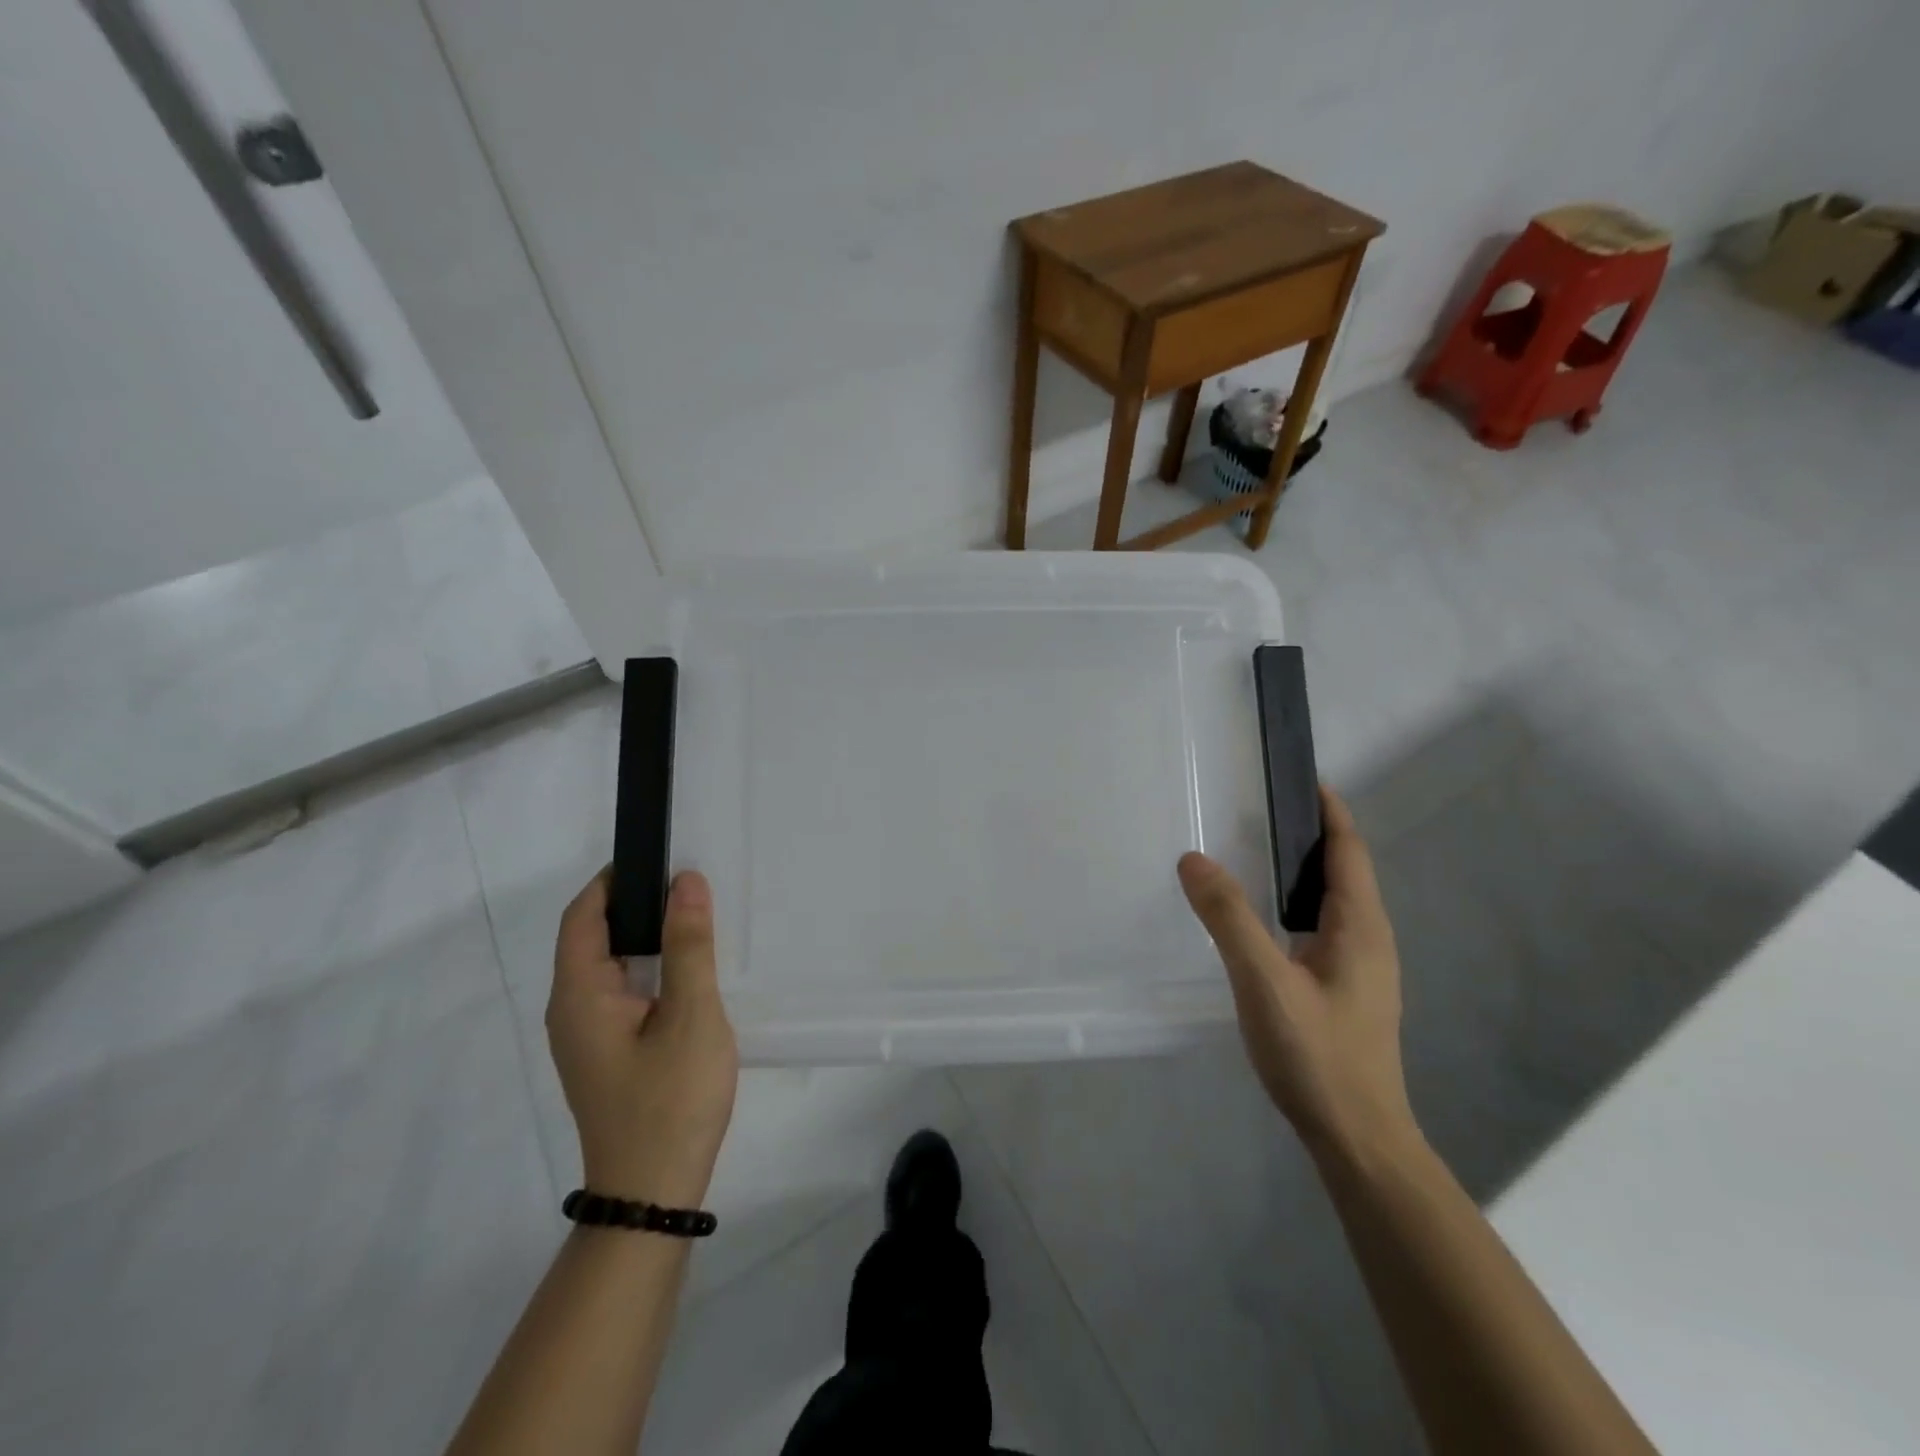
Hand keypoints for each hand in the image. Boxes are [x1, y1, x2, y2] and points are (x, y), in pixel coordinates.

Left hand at [547, 870, 738, 1207]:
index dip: (614, 880)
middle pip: (591, 937)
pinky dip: (646, 967)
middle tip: (688, 886)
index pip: (583, 915)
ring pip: (607, 966)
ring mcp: (584, 1036)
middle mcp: (570, 1010)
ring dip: (643, 937)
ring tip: (692, 920)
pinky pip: (618, 991)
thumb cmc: (671, 1099)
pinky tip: (684, 972)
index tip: (659, 857)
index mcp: (579, 995)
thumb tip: (686, 881)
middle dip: (634, 904)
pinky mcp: (603, 1053)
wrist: (653, 1194)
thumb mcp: (691, 1015)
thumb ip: (688, 945)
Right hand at [1178, 788, 1417, 1159]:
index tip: (1299, 777)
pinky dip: (1295, 903)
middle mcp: (1368, 938)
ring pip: (1332, 900)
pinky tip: (1264, 918)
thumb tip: (1193, 858)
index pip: (1348, 849)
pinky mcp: (1346, 990)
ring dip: (1302, 869)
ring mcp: (1361, 967)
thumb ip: (1229, 918)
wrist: (1357, 1138)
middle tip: (1258, 807)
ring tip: (1255, 851)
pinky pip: (1322, 926)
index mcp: (1360, 926)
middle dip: (1310, 833)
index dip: (1329, 810)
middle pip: (1343, 870)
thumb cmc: (1317, 1055)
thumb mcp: (1264, 982)